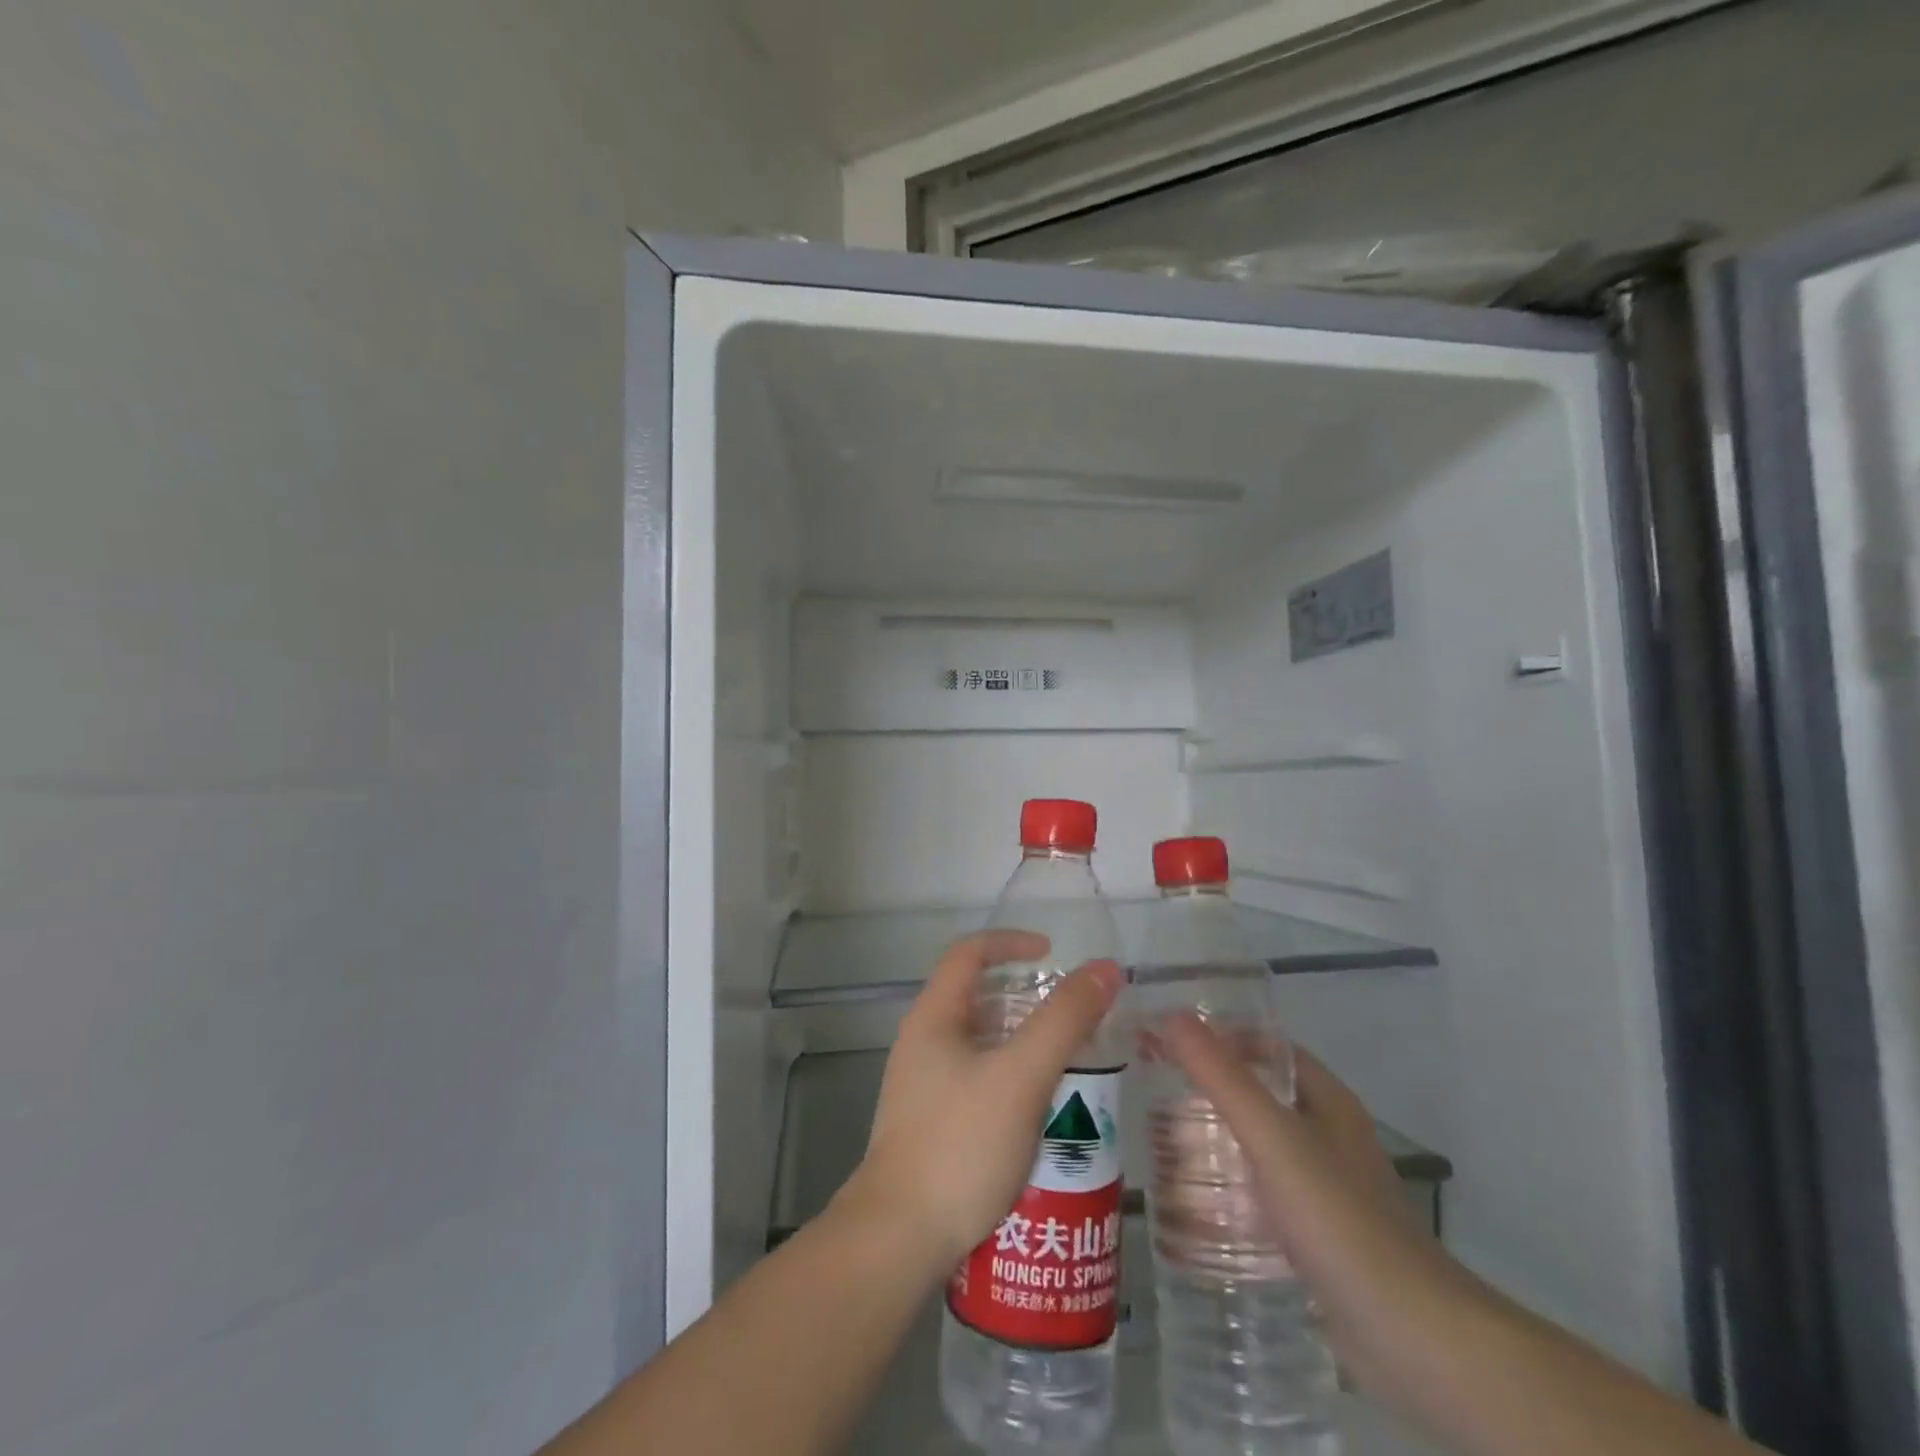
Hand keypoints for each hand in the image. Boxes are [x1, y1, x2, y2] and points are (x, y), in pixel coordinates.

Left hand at [843, 931, 1124, 1276]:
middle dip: (1025, 999)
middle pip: (976, 998)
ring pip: (980, 1044)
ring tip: (1069, 1065)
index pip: (968, 953)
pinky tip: (1041, 1115)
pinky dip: (1012, 1080)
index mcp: (933, 1017)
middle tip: (1070, 1018)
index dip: (1010, 942)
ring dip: (1022, 1044)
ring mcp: (922, 1086)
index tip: (1052, 954)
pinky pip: (977, 1082)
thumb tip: (1105, 969)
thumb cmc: (959, 1145)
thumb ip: (1064, 1021)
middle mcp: (922, 1043)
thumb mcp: (1021, 1077)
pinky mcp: (931, 1124)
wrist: (898, 1240)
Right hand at [1159, 1015, 1476, 1396]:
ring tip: (1160, 1140)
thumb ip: (1222, 1077)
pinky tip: (1194, 1201)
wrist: (1409, 1336)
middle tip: (1152, 1088)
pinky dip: (1229, 1187)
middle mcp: (1328, 1134)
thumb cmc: (1339, 1218)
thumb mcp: (1273, 1138)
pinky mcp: (1318, 1235)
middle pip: (1259, 1093)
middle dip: (1208, 1088)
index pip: (1265, 1046)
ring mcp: (1326, 1187)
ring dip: (1215, 1138)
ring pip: (1259, 1144)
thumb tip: (1172, 1016)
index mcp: (1326, 1099)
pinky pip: (1263, 1192)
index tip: (1166, 1038)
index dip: (1218, 1035)